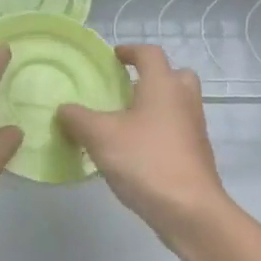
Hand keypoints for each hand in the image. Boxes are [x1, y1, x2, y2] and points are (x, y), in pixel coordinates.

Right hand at [58, 45, 229, 242]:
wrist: (190, 210)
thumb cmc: (146, 160)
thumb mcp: (100, 136)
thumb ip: (77, 118)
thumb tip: (64, 109)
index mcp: (163, 86)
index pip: (150, 53)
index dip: (130, 50)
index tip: (113, 57)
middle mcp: (184, 100)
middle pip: (174, 75)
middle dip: (152, 77)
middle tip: (126, 89)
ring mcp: (194, 129)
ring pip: (176, 105)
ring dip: (154, 106)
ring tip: (123, 122)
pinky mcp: (195, 155)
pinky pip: (176, 130)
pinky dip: (158, 131)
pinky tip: (134, 151)